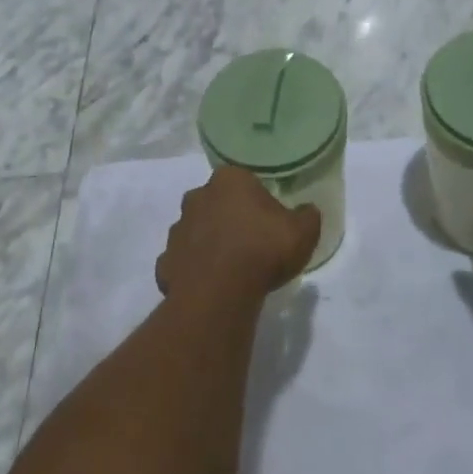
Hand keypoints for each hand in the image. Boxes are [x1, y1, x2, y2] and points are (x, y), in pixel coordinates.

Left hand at [156, 166, 320, 305]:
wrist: (219, 293)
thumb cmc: (262, 250)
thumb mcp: (303, 231)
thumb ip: (307, 216)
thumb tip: (307, 211)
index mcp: (229, 180)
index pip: (243, 181)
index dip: (256, 201)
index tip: (268, 221)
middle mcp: (197, 197)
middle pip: (215, 202)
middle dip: (228, 217)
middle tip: (250, 243)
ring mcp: (177, 229)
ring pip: (195, 231)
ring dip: (208, 243)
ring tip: (230, 268)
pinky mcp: (165, 261)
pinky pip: (182, 262)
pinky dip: (192, 270)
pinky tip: (209, 286)